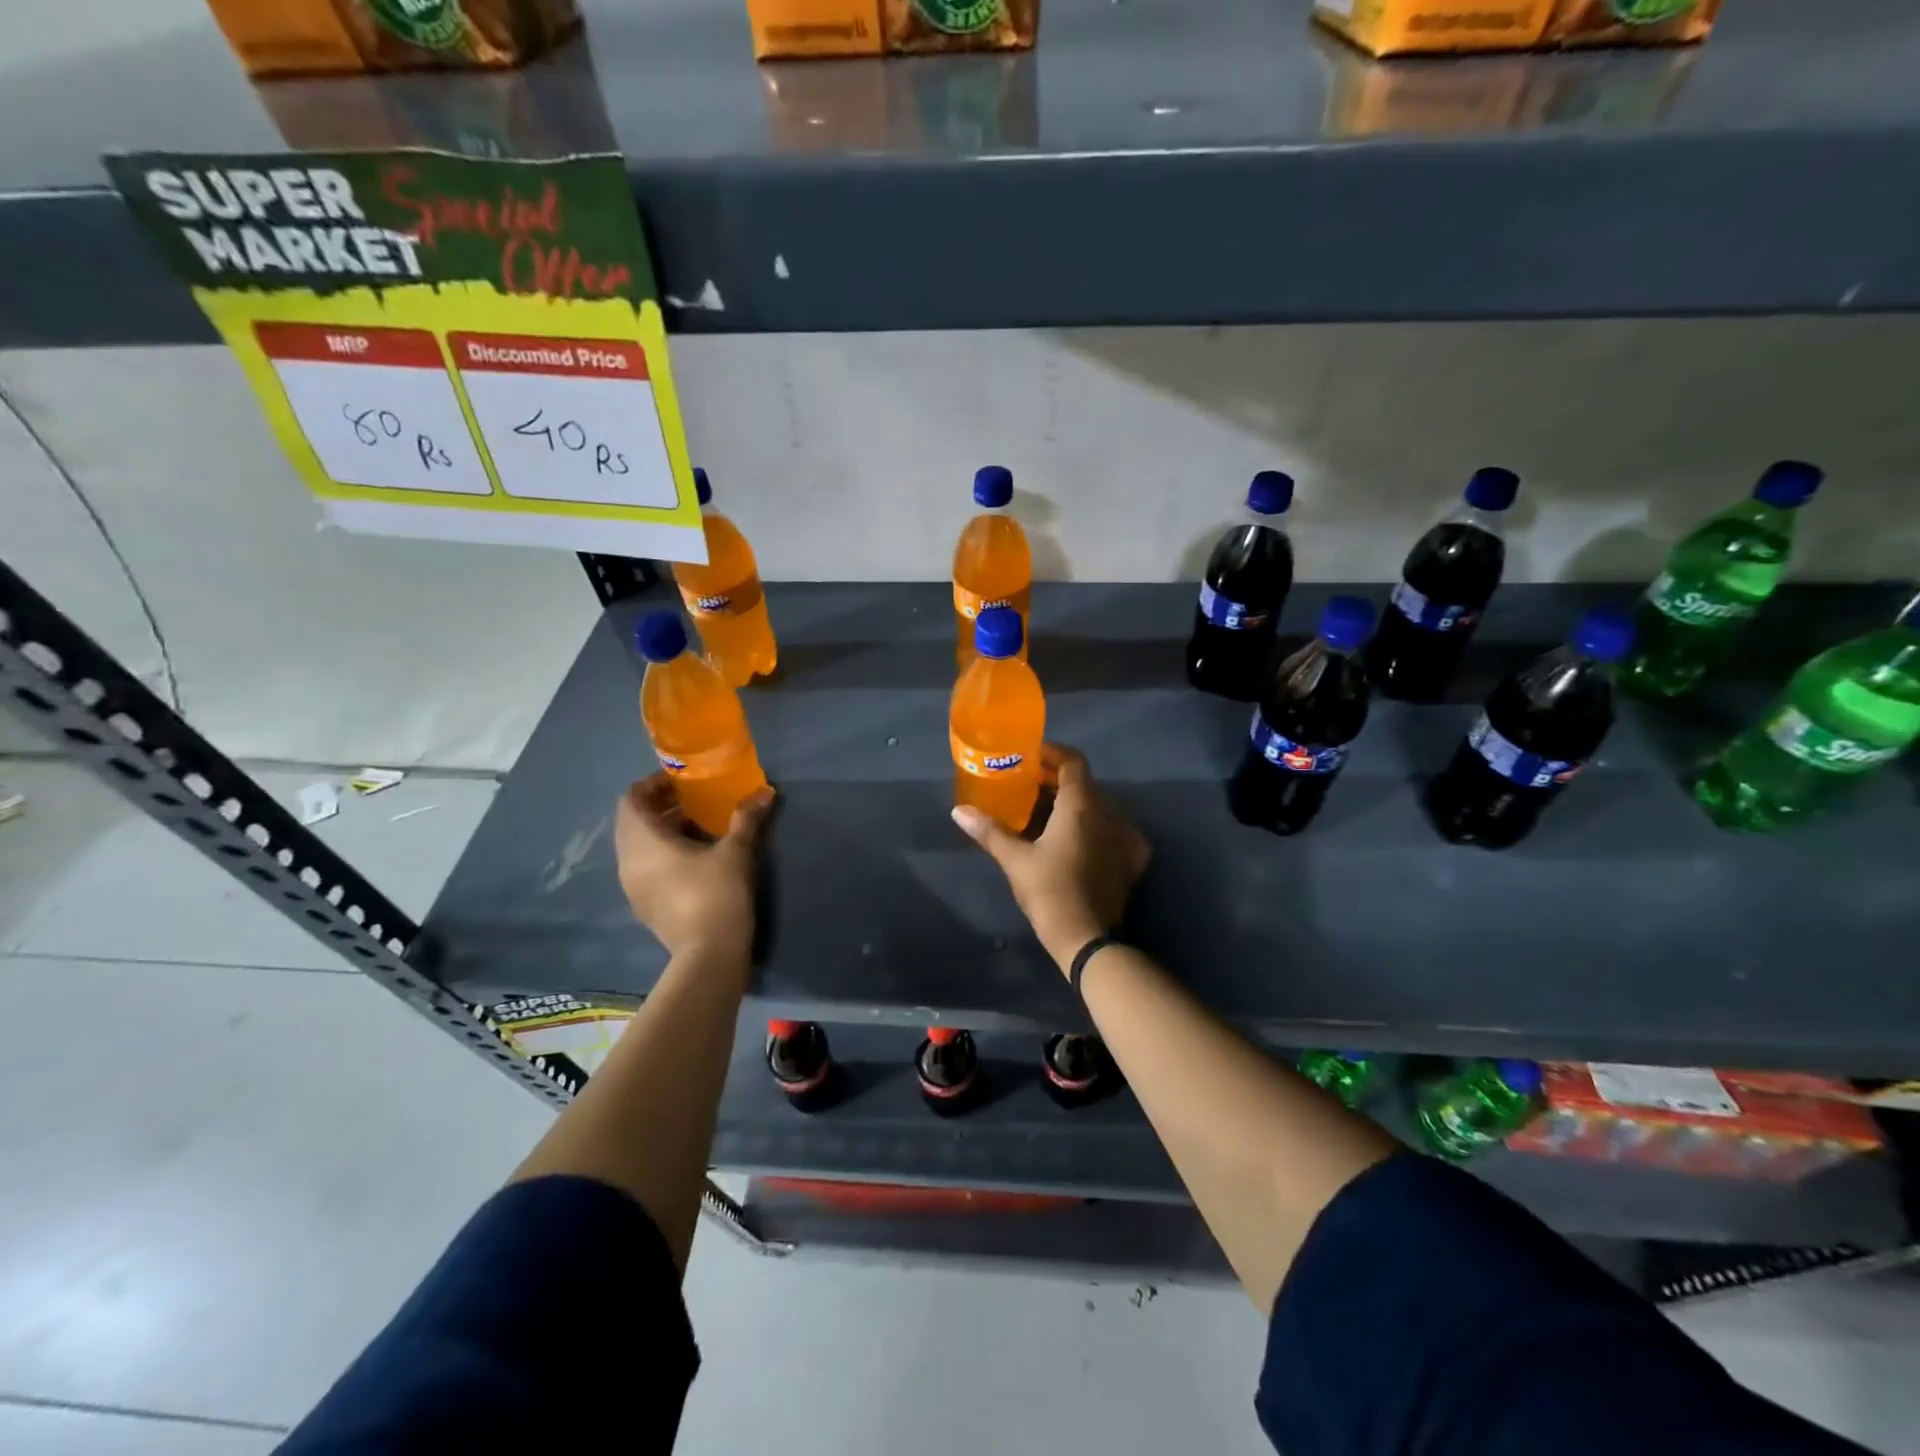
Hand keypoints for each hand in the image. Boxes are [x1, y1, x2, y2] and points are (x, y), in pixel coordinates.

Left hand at [614, 774, 773, 959]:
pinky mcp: (643, 905)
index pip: (631, 799)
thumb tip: (765, 792)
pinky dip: (661, 853)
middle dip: (658, 806)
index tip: (681, 781)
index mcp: (643, 842)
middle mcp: (628, 861)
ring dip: (660, 830)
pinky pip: (644, 867)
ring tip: (696, 826)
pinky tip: (694, 858)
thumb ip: (746, 818)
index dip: (652, 784)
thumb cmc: (717, 894)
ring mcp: (632, 886)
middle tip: (691, 799)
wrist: (708, 955)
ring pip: (637, 846)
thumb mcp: (736, 851)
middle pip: (632, 822)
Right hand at [951, 743, 1149, 973]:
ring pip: (1100, 807)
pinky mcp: (1131, 861)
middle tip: (1029, 785)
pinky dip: (1096, 828)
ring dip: (1076, 803)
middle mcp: (1108, 814)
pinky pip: (1115, 832)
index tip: (1030, 756)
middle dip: (1058, 779)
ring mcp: (1124, 837)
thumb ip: (989, 831)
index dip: (1052, 753)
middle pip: (1085, 783)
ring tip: (1048, 813)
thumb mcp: (1015, 859)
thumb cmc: (1049, 891)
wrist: (1086, 938)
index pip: (1073, 762)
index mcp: (1081, 805)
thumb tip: (958, 811)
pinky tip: (1080, 841)